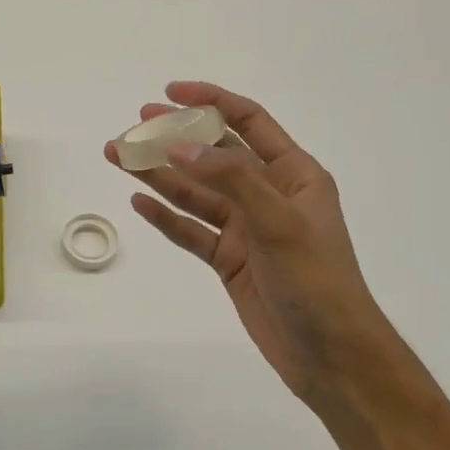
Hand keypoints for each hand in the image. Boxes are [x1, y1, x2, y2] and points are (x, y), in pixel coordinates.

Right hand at [106, 82, 393, 402]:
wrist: (332, 356)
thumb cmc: (317, 281)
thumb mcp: (279, 222)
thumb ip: (231, 179)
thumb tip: (180, 147)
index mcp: (293, 174)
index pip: (248, 122)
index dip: (210, 101)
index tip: (169, 93)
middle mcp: (267, 194)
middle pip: (213, 155)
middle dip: (173, 139)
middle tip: (132, 129)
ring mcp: (246, 228)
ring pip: (195, 192)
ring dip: (159, 175)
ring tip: (118, 157)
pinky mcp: (230, 259)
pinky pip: (191, 230)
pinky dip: (165, 216)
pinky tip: (139, 201)